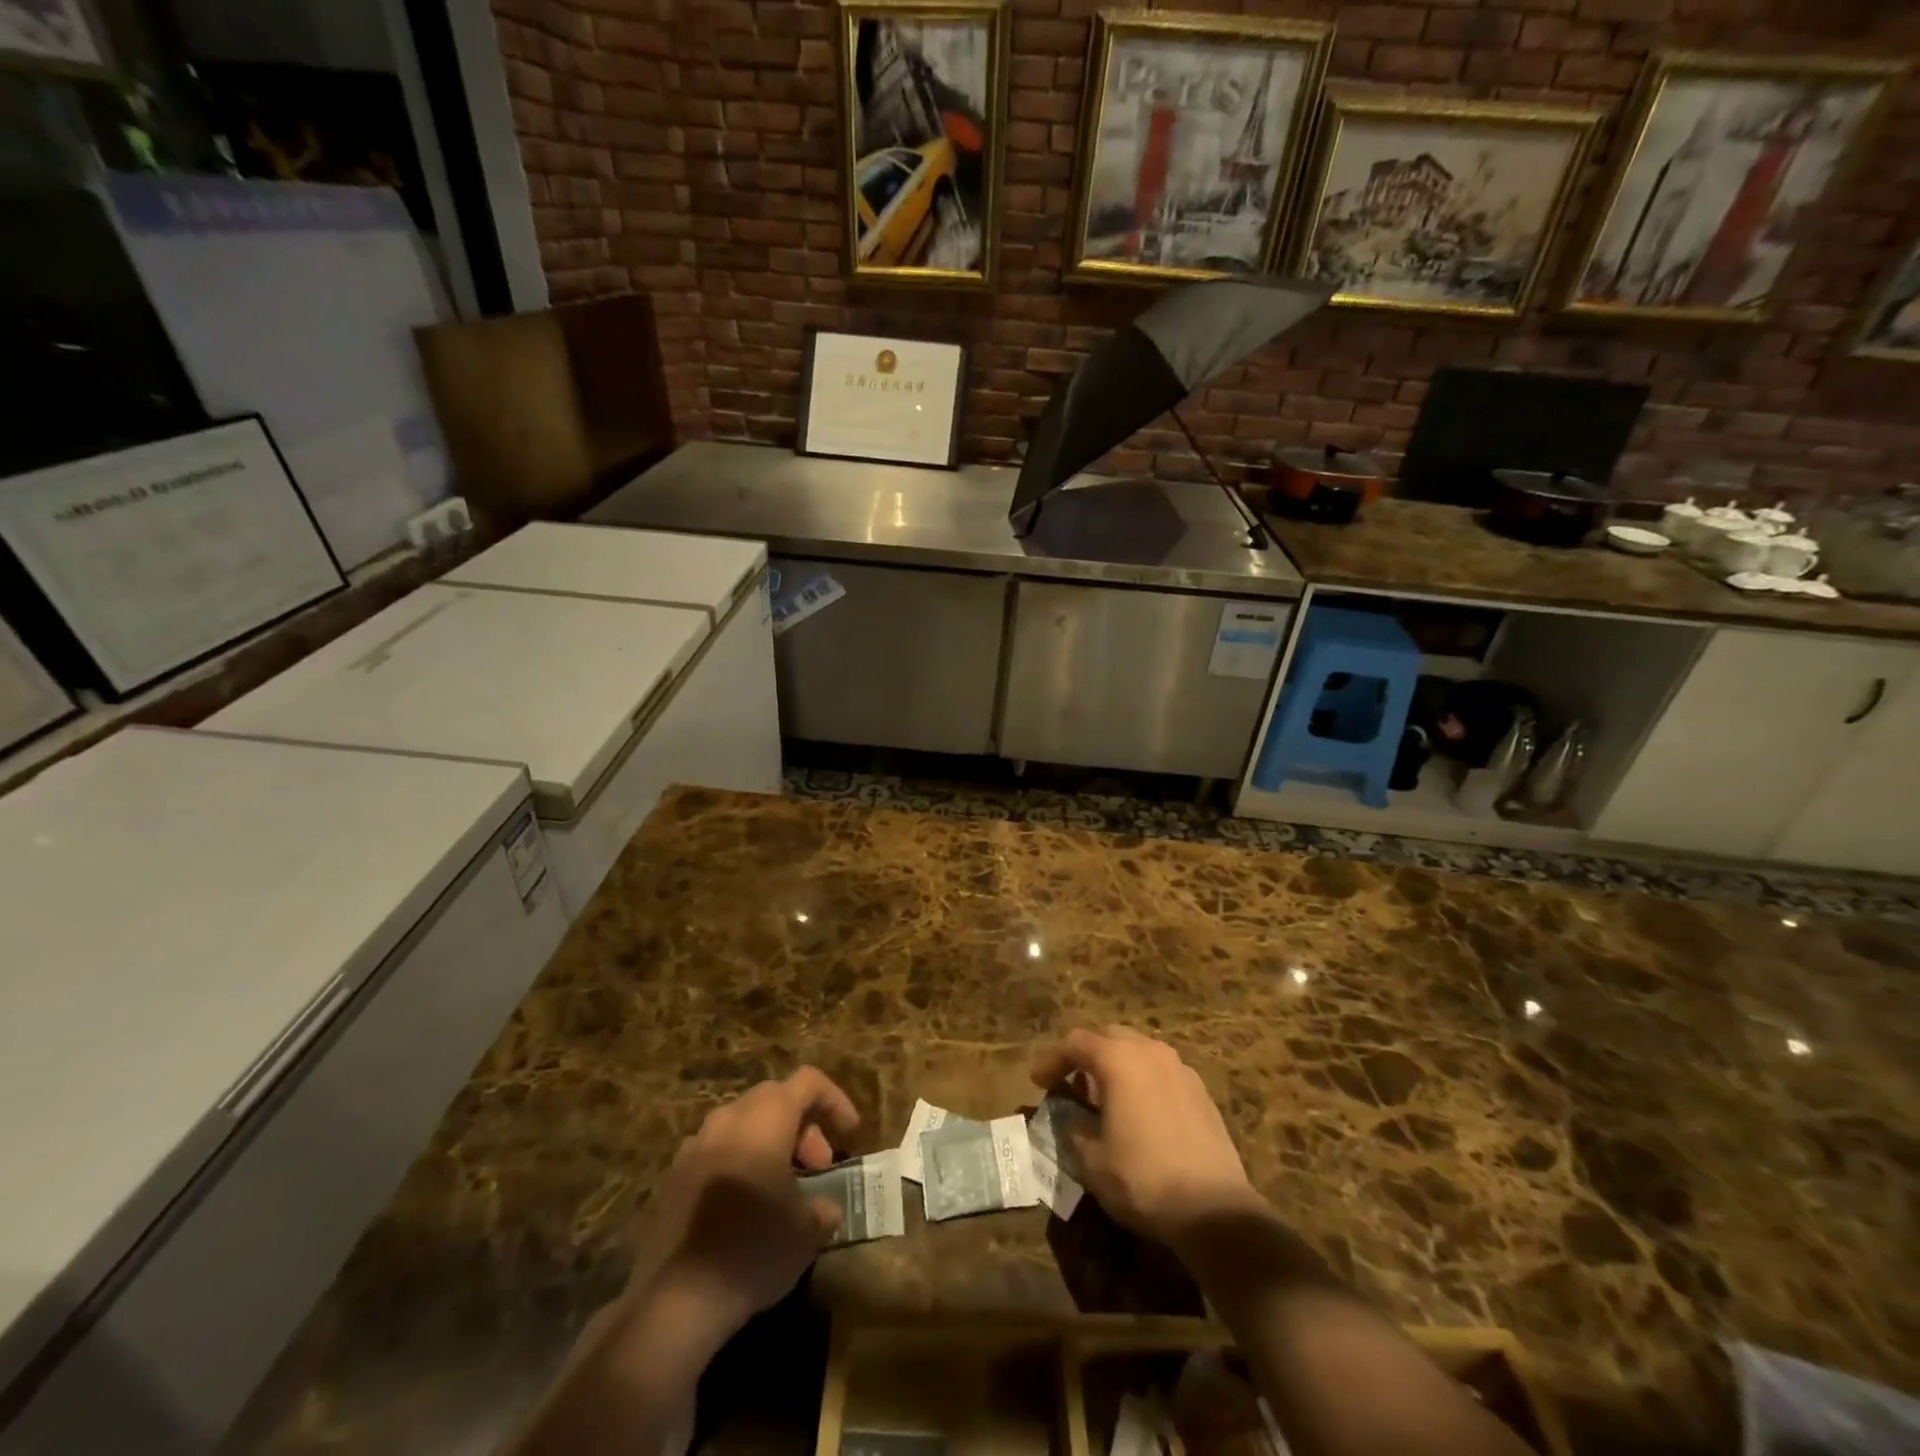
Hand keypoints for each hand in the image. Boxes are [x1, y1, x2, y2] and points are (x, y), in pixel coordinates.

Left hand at [626, 1067, 859, 1349]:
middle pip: (775, 1098)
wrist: (675, 1299)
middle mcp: (729, 1118)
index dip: (835, 1100)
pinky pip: (718, 1150)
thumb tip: (826, 1209)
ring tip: (784, 1188)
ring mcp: (696, 1144)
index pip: (808, 1082)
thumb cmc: (753, 1249)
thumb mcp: (806, 1232)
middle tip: (818, 1167)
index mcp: (766, 1118)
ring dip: (771, 1143)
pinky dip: (741, 1162)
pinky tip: (746, 1207)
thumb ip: (822, 1209)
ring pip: (744, 1123)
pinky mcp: (674, 1176)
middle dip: (803, 1126)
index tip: (849, 1133)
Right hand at [1031, 1026, 1264, 1246]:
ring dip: (1118, 1066)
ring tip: (1106, 1098)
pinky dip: (1143, 1081)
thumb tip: (1075, 1120)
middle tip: (1073, 1084)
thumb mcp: (1092, 1160)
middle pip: (1109, 1036)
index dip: (1053, 1060)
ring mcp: (1180, 1068)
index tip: (1039, 1083)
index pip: (1075, 1043)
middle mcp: (1150, 1051)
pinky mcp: (1201, 1091)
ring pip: (1139, 1051)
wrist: (1214, 1208)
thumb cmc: (1143, 1178)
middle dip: (1087, 1056)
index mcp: (1118, 1059)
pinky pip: (1162, 1072)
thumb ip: (1076, 1129)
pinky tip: (1141, 1113)